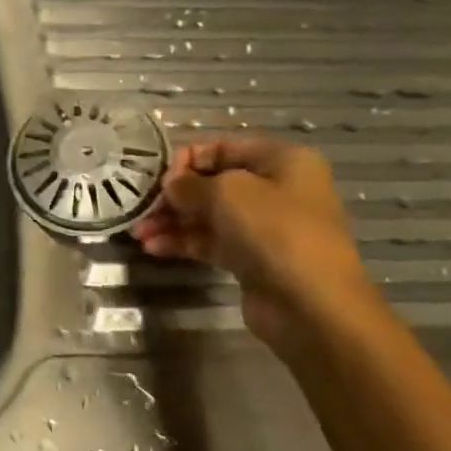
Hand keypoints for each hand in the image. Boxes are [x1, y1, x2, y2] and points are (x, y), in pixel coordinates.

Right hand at [130, 136, 380, 348]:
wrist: (311, 303)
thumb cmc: (274, 231)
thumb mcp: (226, 192)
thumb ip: (189, 183)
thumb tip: (171, 186)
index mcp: (282, 161)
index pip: (222, 147)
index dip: (186, 159)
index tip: (158, 179)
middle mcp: (276, 189)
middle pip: (212, 183)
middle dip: (174, 196)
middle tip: (142, 208)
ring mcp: (264, 226)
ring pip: (207, 215)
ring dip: (172, 221)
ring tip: (139, 233)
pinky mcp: (251, 258)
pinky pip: (210, 242)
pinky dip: (182, 242)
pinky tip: (153, 248)